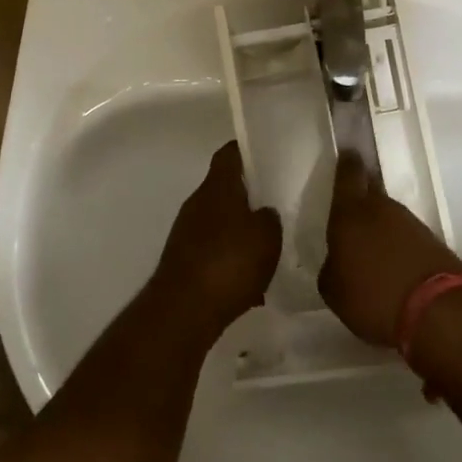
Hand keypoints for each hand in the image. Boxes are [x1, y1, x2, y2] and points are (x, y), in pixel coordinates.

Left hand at [153, 142, 281, 336]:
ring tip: (269, 246)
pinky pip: (214, 251)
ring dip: (241, 231)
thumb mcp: (267, 236)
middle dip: (250, 195)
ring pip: (221, 222)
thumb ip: (270, 218)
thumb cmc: (228, 262)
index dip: (247, 149)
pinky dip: (231, 260)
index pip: (229, 153)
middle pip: (225, 189)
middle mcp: (198, 203)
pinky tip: (252, 280)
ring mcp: (187, 233)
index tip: (269, 153)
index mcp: (217, 187)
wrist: (183, 311)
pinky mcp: (184, 262)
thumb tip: (265, 213)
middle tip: (278, 203)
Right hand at [318, 155, 461, 346]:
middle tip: (353, 202)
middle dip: (362, 192)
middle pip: (371, 190)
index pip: (348, 175)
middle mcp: (381, 209)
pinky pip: (406, 235)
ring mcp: (410, 222)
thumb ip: (332, 267)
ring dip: (380, 224)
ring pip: (388, 214)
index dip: (346, 163)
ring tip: (371, 245)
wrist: (437, 310)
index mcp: (350, 213)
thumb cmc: (372, 296)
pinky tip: (392, 263)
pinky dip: (397, 244)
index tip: (347, 152)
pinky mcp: (431, 241)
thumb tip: (339, 260)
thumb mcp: (334, 290)